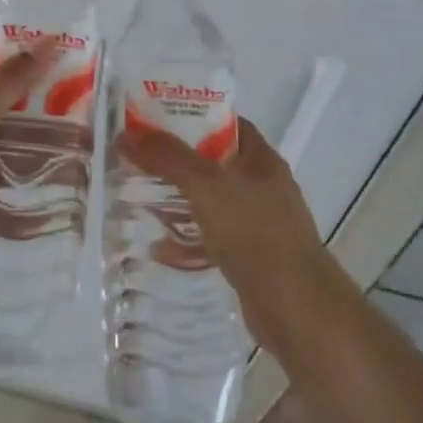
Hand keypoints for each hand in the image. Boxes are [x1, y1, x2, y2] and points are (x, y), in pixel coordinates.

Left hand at [0, 38, 59, 207]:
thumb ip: (11, 81)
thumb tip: (49, 38)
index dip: (30, 89)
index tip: (69, 96)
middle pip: (3, 131)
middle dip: (40, 135)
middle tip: (81, 143)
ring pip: (3, 168)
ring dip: (35, 170)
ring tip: (73, 178)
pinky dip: (22, 210)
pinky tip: (46, 216)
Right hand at [116, 117, 328, 306]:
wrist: (295, 306)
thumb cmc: (254, 231)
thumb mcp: (206, 184)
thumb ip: (168, 157)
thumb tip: (127, 135)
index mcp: (260, 159)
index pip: (224, 123)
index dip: (190, 117)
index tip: (153, 121)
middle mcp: (262, 186)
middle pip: (212, 163)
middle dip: (175, 162)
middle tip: (137, 161)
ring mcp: (258, 223)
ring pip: (210, 203)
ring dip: (177, 201)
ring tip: (140, 200)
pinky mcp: (250, 257)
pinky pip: (211, 239)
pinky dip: (186, 240)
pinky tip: (160, 249)